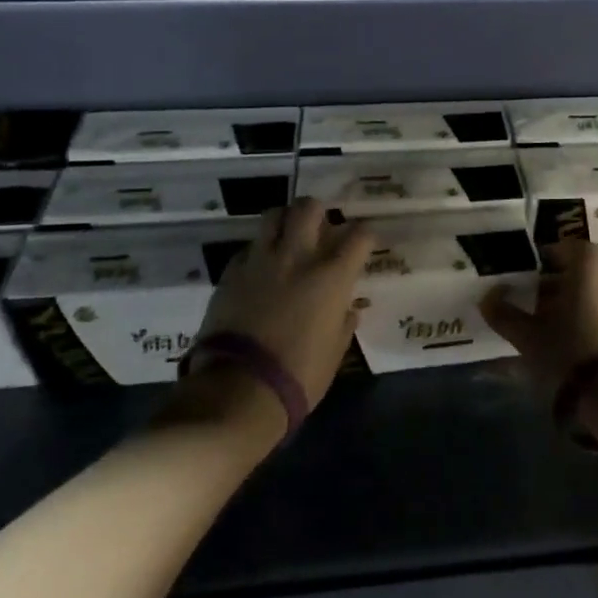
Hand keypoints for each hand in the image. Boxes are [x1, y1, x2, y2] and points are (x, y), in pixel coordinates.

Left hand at [193, 197, 373, 411]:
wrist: (239, 389)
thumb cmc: (299, 375)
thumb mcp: (334, 352)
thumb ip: (343, 322)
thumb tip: (348, 310)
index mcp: (332, 276)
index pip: (359, 235)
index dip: (365, 234)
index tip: (364, 243)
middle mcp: (297, 257)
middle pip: (310, 207)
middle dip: (319, 211)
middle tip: (321, 227)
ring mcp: (260, 261)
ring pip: (273, 215)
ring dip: (285, 220)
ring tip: (287, 236)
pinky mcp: (231, 272)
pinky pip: (248, 247)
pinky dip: (258, 251)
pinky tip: (260, 269)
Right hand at [479, 237, 597, 386]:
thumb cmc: (569, 354)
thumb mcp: (528, 337)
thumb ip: (505, 316)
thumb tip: (487, 298)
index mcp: (587, 282)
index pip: (582, 249)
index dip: (560, 250)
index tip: (538, 262)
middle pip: (581, 278)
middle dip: (553, 285)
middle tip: (527, 298)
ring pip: (588, 302)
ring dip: (564, 309)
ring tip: (537, 328)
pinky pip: (596, 324)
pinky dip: (576, 328)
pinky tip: (557, 350)